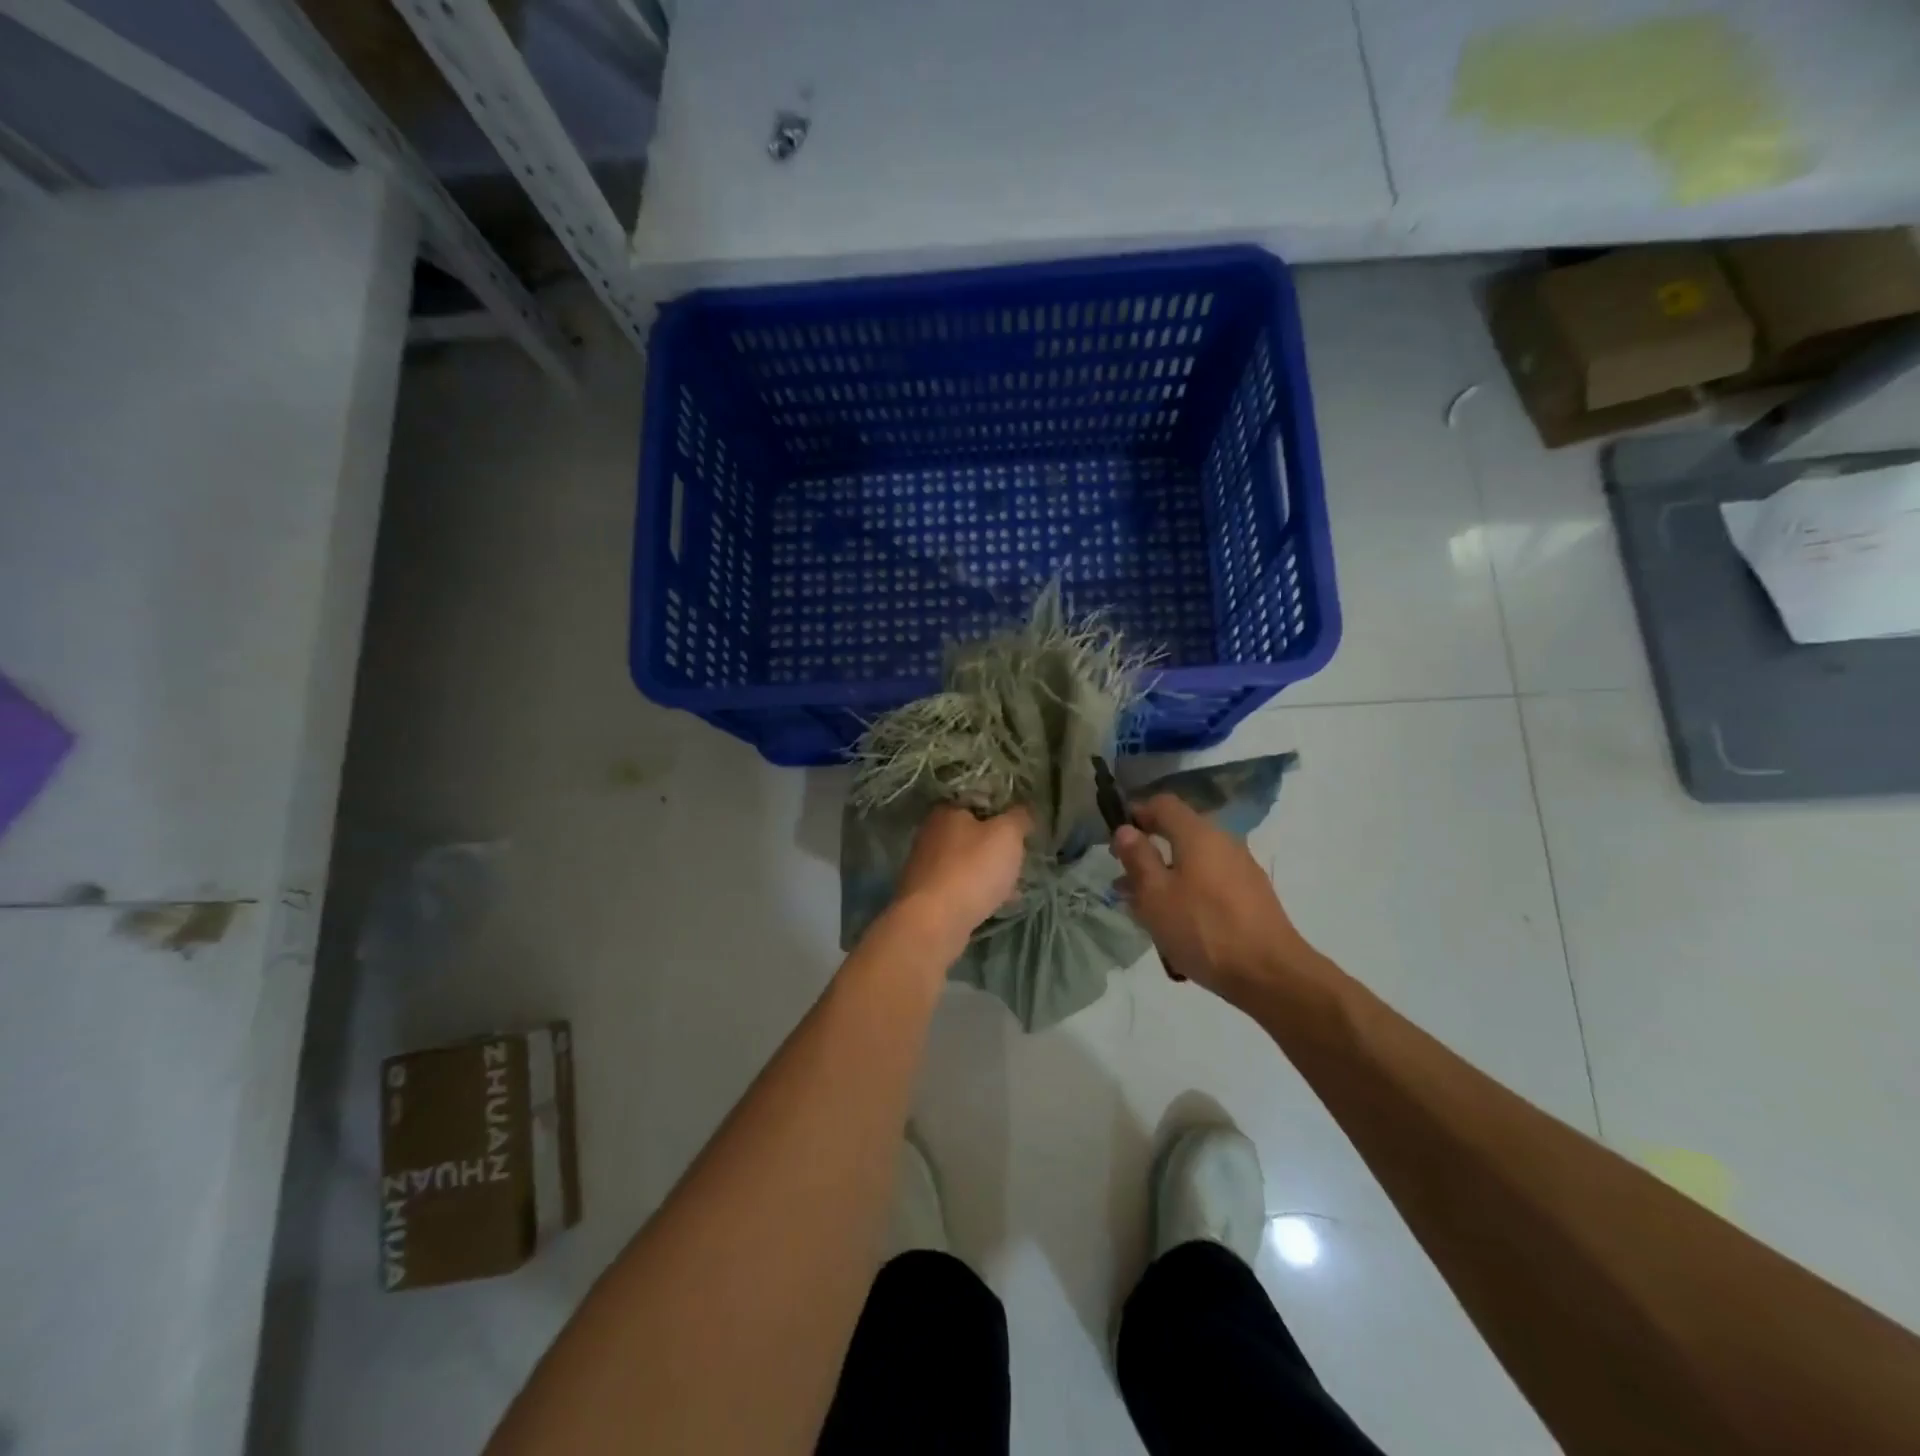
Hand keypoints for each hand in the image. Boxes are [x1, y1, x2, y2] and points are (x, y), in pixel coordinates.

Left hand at [891, 804, 1032, 944]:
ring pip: (966, 861)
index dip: (1002, 810)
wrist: (934, 922)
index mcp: (946, 810)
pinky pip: (960, 886)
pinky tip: (997, 903)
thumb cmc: (972, 869)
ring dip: (988, 871)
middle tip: (1019, 856)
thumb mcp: (1007, 834)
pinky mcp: (927, 894)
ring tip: (1014, 884)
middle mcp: (930, 833)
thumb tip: (1023, 811)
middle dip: (995, 845)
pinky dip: (978, 891)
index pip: (977, 800)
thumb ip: (1019, 817)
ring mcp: (925, 865)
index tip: (1020, 825)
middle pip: (971, 832)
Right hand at [1111, 795, 1321, 1005]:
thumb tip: (1125, 830)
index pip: (1163, 804)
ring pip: (1195, 859)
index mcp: (1198, 833)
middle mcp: (1224, 841)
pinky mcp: (1253, 894)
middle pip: (1180, 831)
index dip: (1137, 814)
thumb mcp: (1155, 895)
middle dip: (1149, 851)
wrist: (1270, 974)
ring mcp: (1242, 867)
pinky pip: (1211, 879)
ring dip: (1167, 874)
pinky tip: (1179, 920)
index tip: (1117, 840)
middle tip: (1126, 879)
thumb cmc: (1203, 928)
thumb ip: (1138, 858)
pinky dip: (1190, 889)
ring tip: (1145, 907)